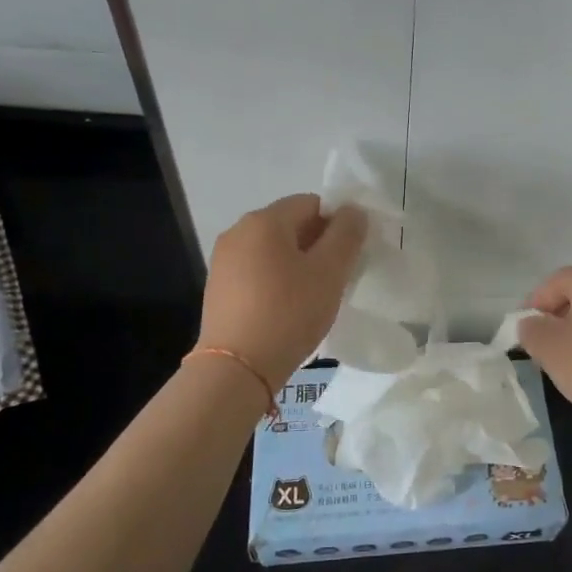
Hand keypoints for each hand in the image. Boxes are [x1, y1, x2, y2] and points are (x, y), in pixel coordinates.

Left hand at [199, 195, 367, 389]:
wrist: (237, 368)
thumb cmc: (289, 313)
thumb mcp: (329, 272)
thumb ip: (347, 235)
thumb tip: (353, 211)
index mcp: (264, 220)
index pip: (312, 203)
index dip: (337, 224)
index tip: (350, 256)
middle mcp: (238, 231)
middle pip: (290, 225)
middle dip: (318, 245)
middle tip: (337, 279)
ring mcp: (223, 260)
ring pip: (274, 250)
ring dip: (298, 265)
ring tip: (313, 298)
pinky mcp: (218, 288)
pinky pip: (257, 271)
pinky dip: (277, 281)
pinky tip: (287, 310)